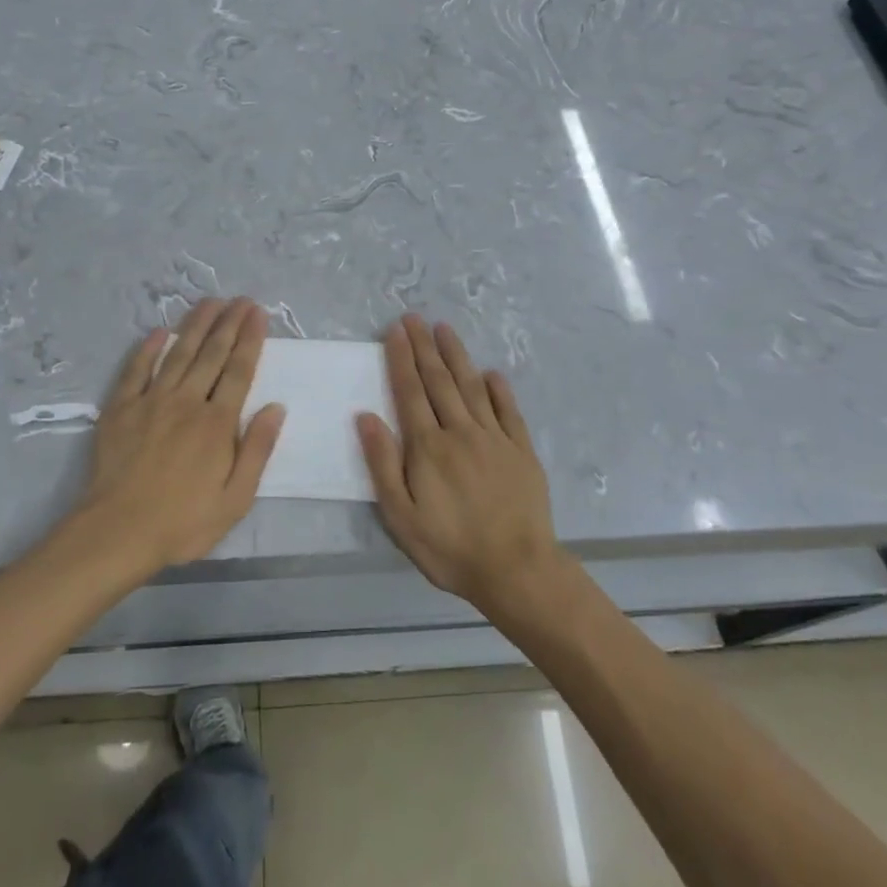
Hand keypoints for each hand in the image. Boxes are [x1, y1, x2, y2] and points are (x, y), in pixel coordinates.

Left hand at [75, 298, 284, 573]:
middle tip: (240, 299)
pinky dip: (147, 349)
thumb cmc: (183, 521)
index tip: (258, 313)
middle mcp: (187, 402)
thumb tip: (276, 408)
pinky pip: (136, 370)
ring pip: (178, 354)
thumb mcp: (236, 498)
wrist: (117, 532)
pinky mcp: (121, 409)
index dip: (250, 339)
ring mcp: (151, 401)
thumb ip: (257, 449)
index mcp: (217, 423)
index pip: (239, 371)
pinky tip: (158, 332)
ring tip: (210, 302)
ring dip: (195, 325)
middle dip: (229, 323)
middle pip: (211, 354)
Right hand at [357, 315, 563, 615]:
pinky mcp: (521, 450)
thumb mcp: (401, 516)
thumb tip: (366, 416)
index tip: (395, 330)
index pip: (410, 391)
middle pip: (439, 380)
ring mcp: (494, 438)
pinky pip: (508, 410)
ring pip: (472, 386)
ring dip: (457, 356)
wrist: (517, 570)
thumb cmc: (450, 547)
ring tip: (445, 329)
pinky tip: (491, 372)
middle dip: (424, 346)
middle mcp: (460, 431)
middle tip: (415, 317)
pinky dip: (499, 389)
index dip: (401, 358)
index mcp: (428, 446)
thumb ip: (382, 463)